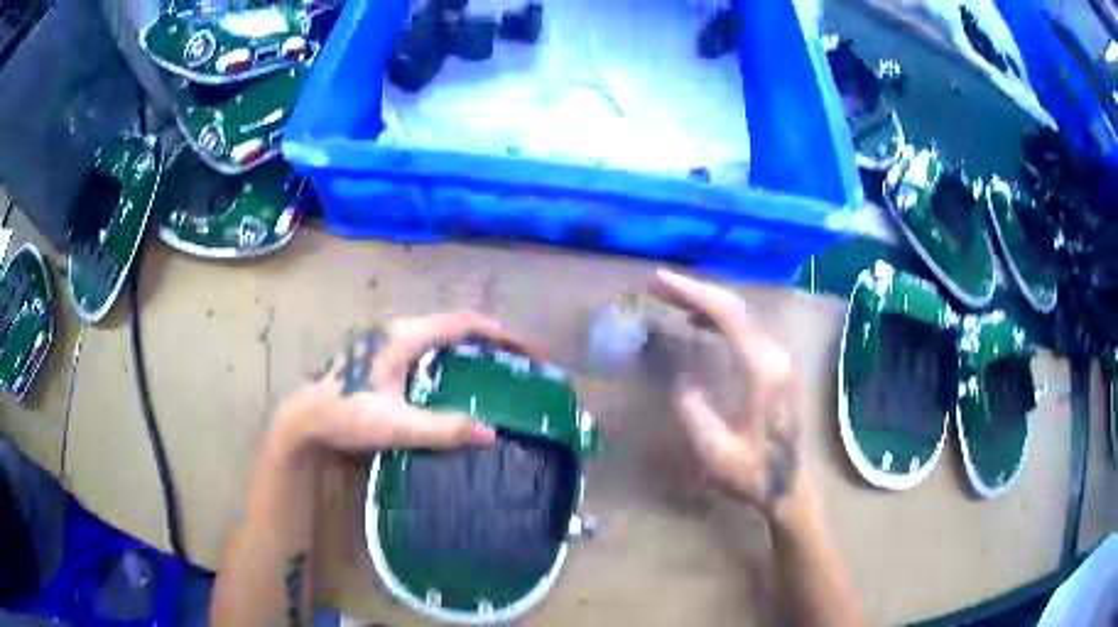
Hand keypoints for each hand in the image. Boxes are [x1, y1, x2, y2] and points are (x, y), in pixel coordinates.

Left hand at [273, 311, 543, 455]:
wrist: (306, 418)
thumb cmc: (347, 415)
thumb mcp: (396, 425)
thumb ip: (442, 429)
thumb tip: (491, 433)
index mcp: (403, 337)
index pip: (460, 324)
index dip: (497, 333)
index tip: (528, 348)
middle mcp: (398, 331)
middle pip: (454, 327)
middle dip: (489, 341)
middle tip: (519, 362)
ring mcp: (388, 342)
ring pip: (440, 338)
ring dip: (470, 349)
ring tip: (497, 369)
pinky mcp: (383, 356)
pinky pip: (428, 350)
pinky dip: (452, 359)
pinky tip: (459, 382)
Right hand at [649, 269, 801, 514]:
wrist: (788, 486)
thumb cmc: (753, 472)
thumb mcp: (714, 449)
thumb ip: (693, 409)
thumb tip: (683, 377)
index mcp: (762, 368)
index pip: (727, 314)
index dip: (691, 292)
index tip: (659, 282)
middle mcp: (774, 354)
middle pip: (734, 307)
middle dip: (694, 291)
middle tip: (657, 285)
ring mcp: (778, 359)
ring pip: (740, 316)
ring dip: (706, 303)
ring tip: (671, 299)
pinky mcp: (776, 367)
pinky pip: (745, 331)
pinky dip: (719, 320)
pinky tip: (700, 324)